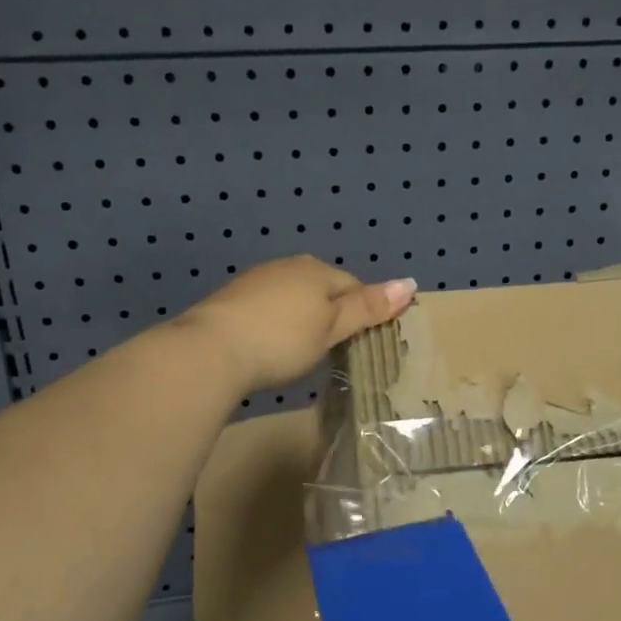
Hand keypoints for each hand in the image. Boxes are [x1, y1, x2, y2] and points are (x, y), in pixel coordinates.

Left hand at [176, 256, 416, 397]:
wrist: (210, 351)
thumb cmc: (282, 341)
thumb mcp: (332, 328)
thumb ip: (368, 307)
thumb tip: (410, 282)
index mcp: (317, 270)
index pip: (354, 286)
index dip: (363, 313)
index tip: (361, 343)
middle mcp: (287, 267)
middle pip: (323, 289)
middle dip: (331, 315)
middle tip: (334, 351)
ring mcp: (256, 281)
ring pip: (294, 298)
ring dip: (303, 320)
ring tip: (302, 352)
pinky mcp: (232, 300)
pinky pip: (269, 309)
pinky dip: (276, 325)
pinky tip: (271, 347)